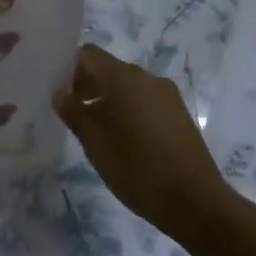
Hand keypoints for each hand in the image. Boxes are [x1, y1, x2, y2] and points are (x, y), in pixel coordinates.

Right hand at [54, 44, 238, 245]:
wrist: (195, 201)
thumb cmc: (137, 168)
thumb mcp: (95, 143)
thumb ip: (74, 112)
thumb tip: (60, 92)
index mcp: (123, 77)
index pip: (88, 54)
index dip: (69, 69)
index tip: (59, 93)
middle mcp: (147, 77)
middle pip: (109, 69)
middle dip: (87, 86)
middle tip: (72, 114)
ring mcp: (167, 94)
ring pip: (128, 86)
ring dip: (108, 100)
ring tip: (97, 132)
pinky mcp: (179, 113)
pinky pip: (145, 100)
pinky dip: (129, 110)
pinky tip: (125, 140)